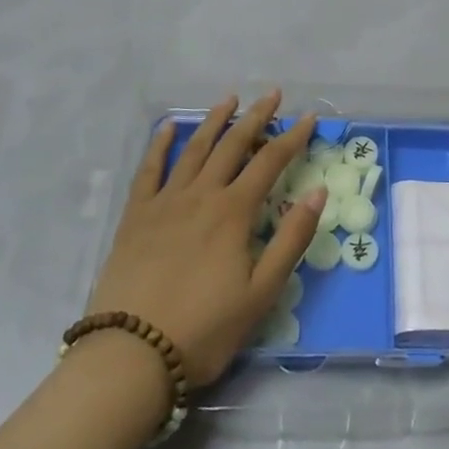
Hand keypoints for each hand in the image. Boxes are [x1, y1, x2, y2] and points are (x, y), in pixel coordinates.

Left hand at [87, 94, 322, 386]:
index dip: (292, 138)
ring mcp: (165, 202)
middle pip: (233, 145)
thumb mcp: (262, 292)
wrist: (132, 355)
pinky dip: (160, 145)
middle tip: (272, 93)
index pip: (270, 162)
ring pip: (194, 150)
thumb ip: (291, 239)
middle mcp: (201, 195)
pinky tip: (168, 128)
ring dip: (214, 122)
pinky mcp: (136, 217)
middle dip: (256, 117)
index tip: (309, 118)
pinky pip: (149, 170)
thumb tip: (317, 192)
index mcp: (233, 212)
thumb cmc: (205, 329)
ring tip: (229, 99)